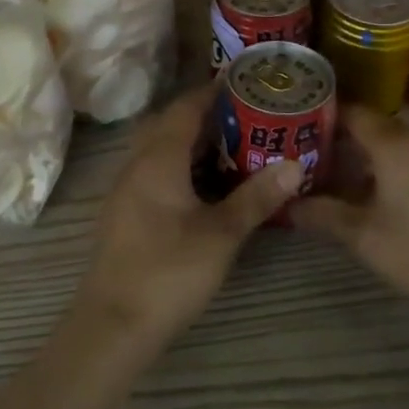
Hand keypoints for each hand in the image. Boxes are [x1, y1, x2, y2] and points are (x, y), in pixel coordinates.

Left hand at [78, 85, 300, 346]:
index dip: (214, 91)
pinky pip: (156, 171)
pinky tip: (207, 186)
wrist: (112, 326)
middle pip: (171, 124)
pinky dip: (182, 166)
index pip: (186, 107)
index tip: (245, 82)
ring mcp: (127, 189)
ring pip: (162, 149)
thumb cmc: (168, 272)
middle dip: (206, 114)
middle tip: (247, 114)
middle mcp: (137, 163)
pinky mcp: (126, 213)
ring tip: (235, 144)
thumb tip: (295, 165)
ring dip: (194, 142)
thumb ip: (256, 198)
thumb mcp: (221, 234)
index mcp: (158, 158)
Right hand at [291, 106, 408, 342]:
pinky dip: (393, 172)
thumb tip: (288, 203)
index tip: (294, 126)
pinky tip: (379, 199)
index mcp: (395, 143)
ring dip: (368, 159)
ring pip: (397, 147)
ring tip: (337, 181)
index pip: (351, 110)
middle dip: (341, 141)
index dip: (322, 115)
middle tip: (308, 158)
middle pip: (374, 128)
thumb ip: (322, 214)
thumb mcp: (363, 238)